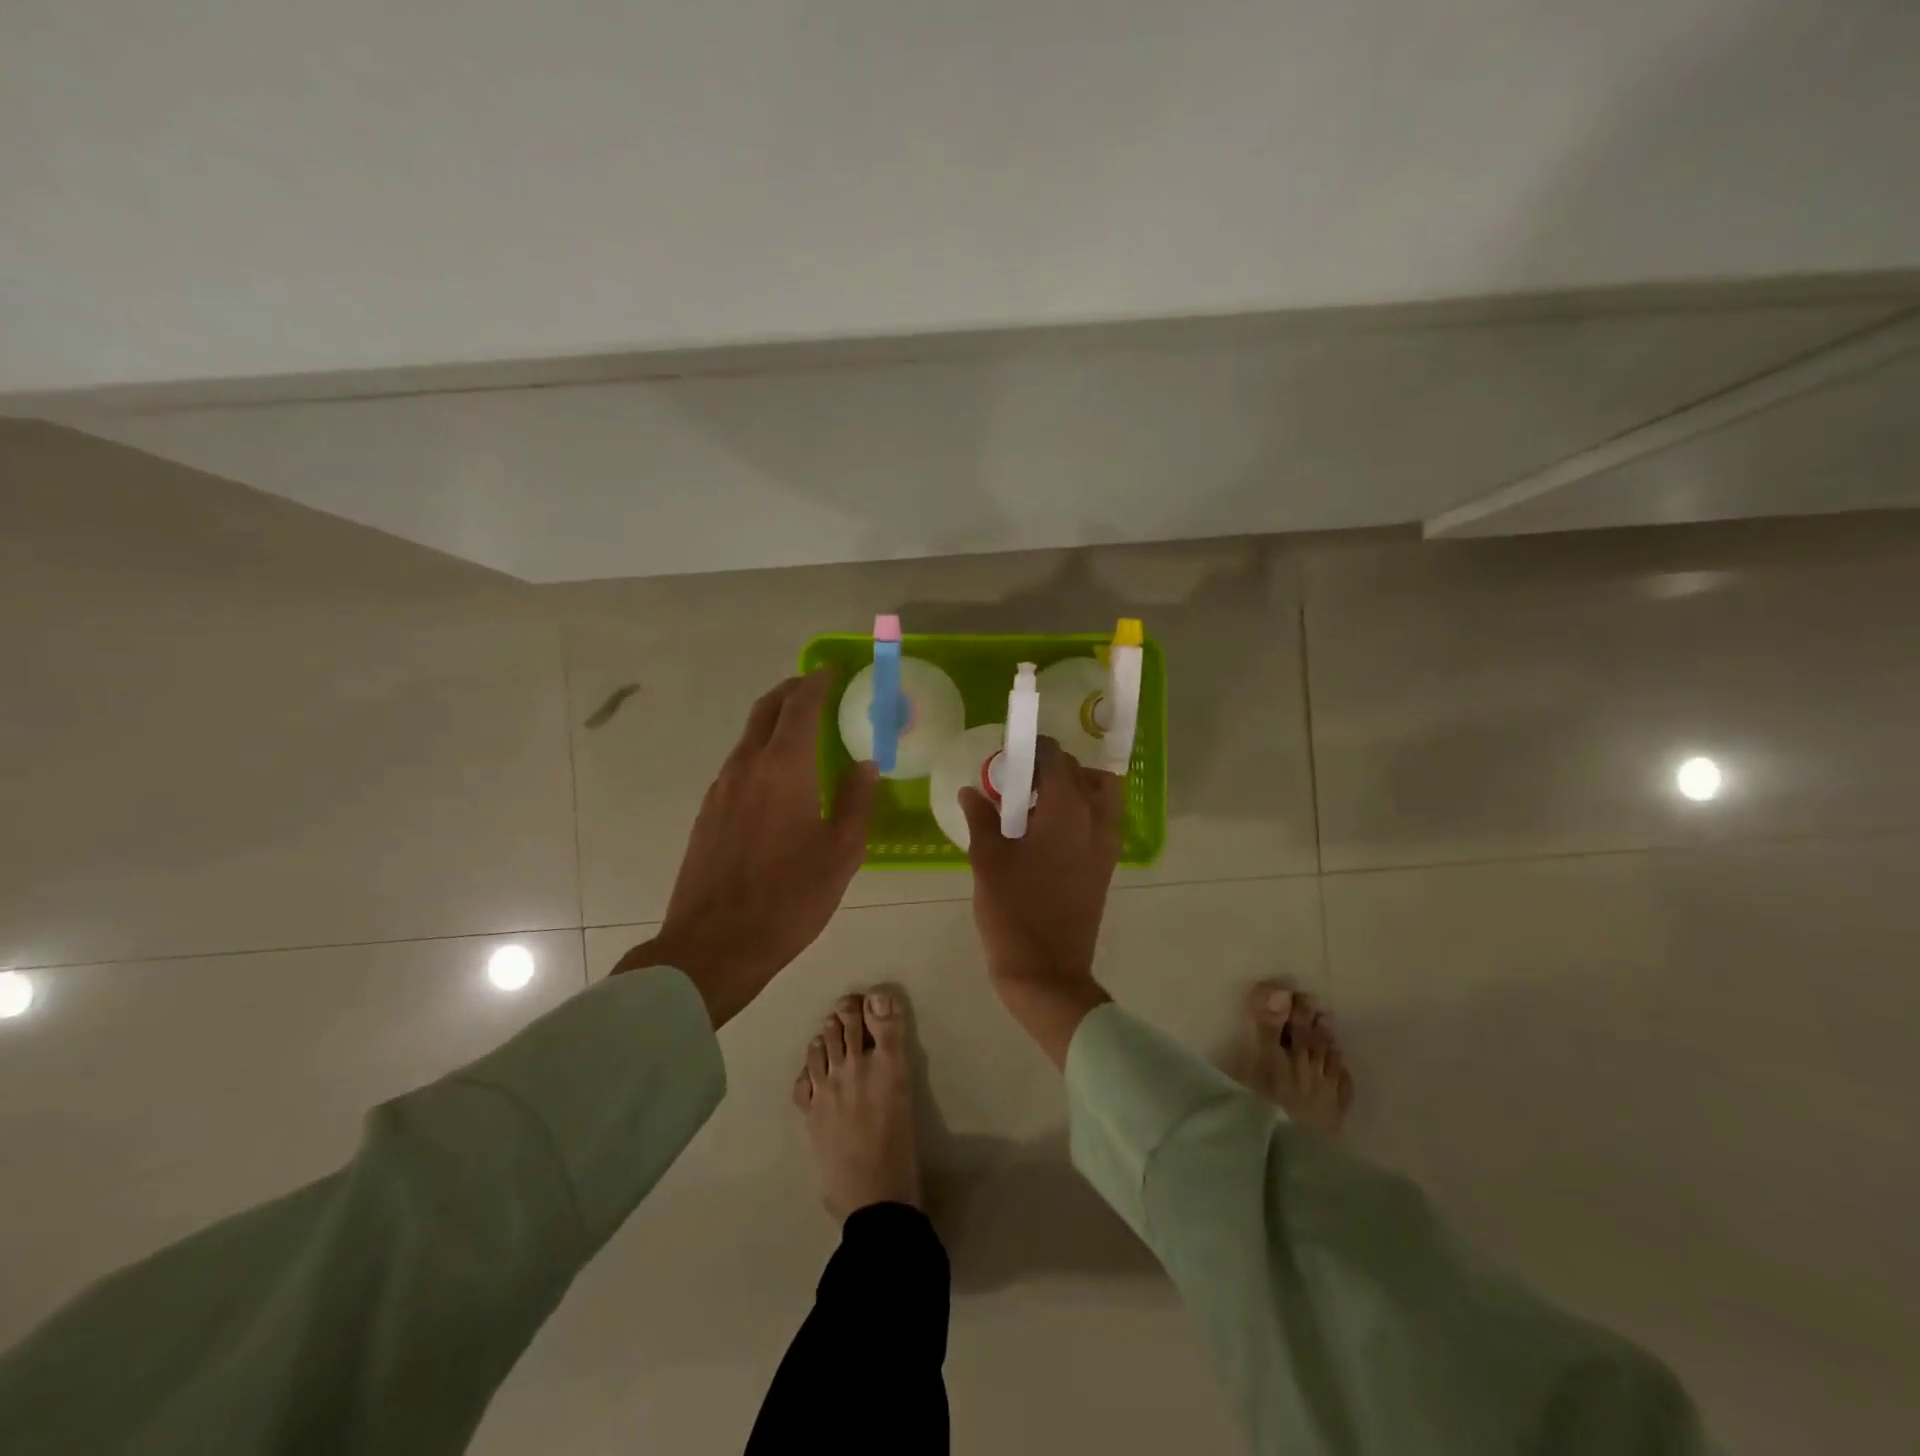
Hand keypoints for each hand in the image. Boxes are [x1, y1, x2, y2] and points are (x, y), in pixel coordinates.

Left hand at [615, 670, 877, 1027]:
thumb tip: (865, 763)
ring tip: (800, 730)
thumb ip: (856, 800)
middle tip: (813, 688)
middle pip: (765, 711)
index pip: (799, 707)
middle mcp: (746, 766)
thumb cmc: (790, 897)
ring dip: (772, 722)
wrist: (715, 944)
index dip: (815, 684)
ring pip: (748, 737)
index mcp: (784, 767)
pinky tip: (775, 777)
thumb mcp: (842, 851)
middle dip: (789, 692)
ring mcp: (720, 789)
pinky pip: (737, 765)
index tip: (829, 672)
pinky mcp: (707, 813)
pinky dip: (759, 751)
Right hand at [960, 736, 1121, 1066]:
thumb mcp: (987, 861)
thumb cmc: (1012, 912)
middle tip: (1017, 782)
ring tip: (1037, 804)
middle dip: (1051, 767)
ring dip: (1074, 787)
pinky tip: (1047, 832)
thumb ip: (981, 818)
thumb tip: (971, 791)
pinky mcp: (1108, 865)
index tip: (1008, 756)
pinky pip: (1102, 820)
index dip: (1031, 749)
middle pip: (1081, 772)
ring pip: (1101, 794)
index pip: (1055, 758)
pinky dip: (1082, 810)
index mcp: (1066, 811)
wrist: (1047, 972)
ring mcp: (1107, 844)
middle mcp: (1096, 819)